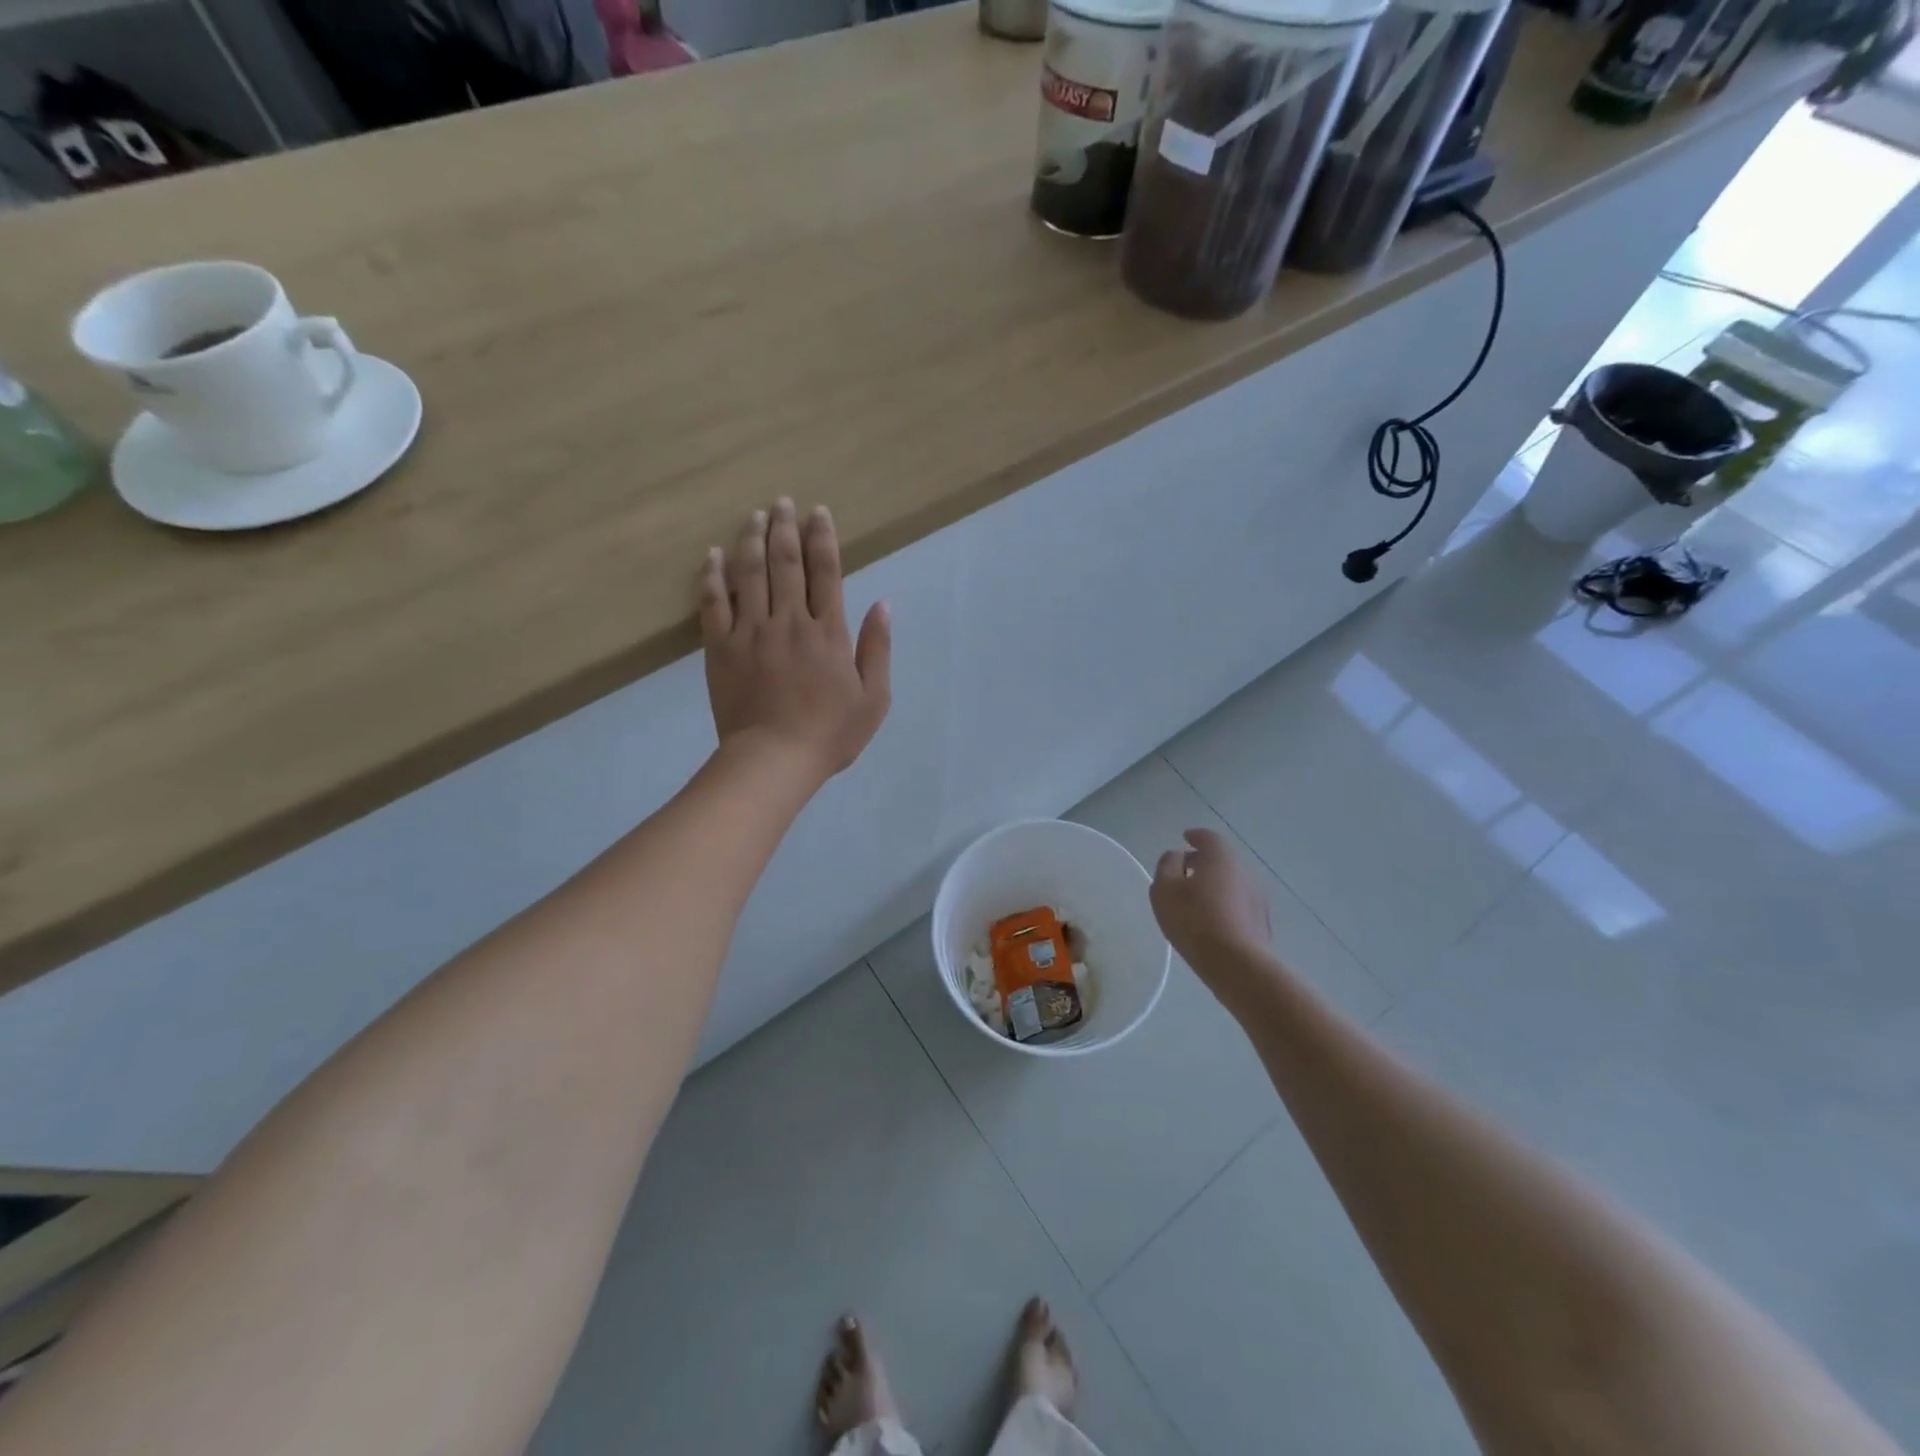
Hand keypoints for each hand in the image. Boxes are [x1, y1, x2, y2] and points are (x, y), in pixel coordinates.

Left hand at [699, 499, 890, 780]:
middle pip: (785, 563)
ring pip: (749, 574)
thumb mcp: (873, 698)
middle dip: (785, 527)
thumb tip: (883, 604)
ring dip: (752, 540)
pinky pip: (713, 603)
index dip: (822, 538)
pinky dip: (712, 576)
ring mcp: (751, 632)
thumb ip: (877, 648)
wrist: (773, 760)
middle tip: (782, 502)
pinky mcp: (721, 648)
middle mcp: (789, 621)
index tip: (818, 512)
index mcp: (827, 632)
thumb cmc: (830, 734)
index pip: (825, 572)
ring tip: (754, 516)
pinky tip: (712, 555)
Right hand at [1150, 828, 1272, 984]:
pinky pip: (1238, 904)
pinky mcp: (1261, 923)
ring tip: (1194, 900)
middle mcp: (1244, 872)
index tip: (1185, 839)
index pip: (1208, 837)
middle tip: (1184, 872)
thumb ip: (1167, 865)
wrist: (1238, 965)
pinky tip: (1211, 921)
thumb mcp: (1165, 888)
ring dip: (1214, 885)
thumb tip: (1177, 856)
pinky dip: (1224, 904)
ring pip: (1231, 883)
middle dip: (1203, 862)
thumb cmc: (1194, 920)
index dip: (1195, 836)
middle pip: (1221, 859)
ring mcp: (1257, 898)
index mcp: (1221, 858)